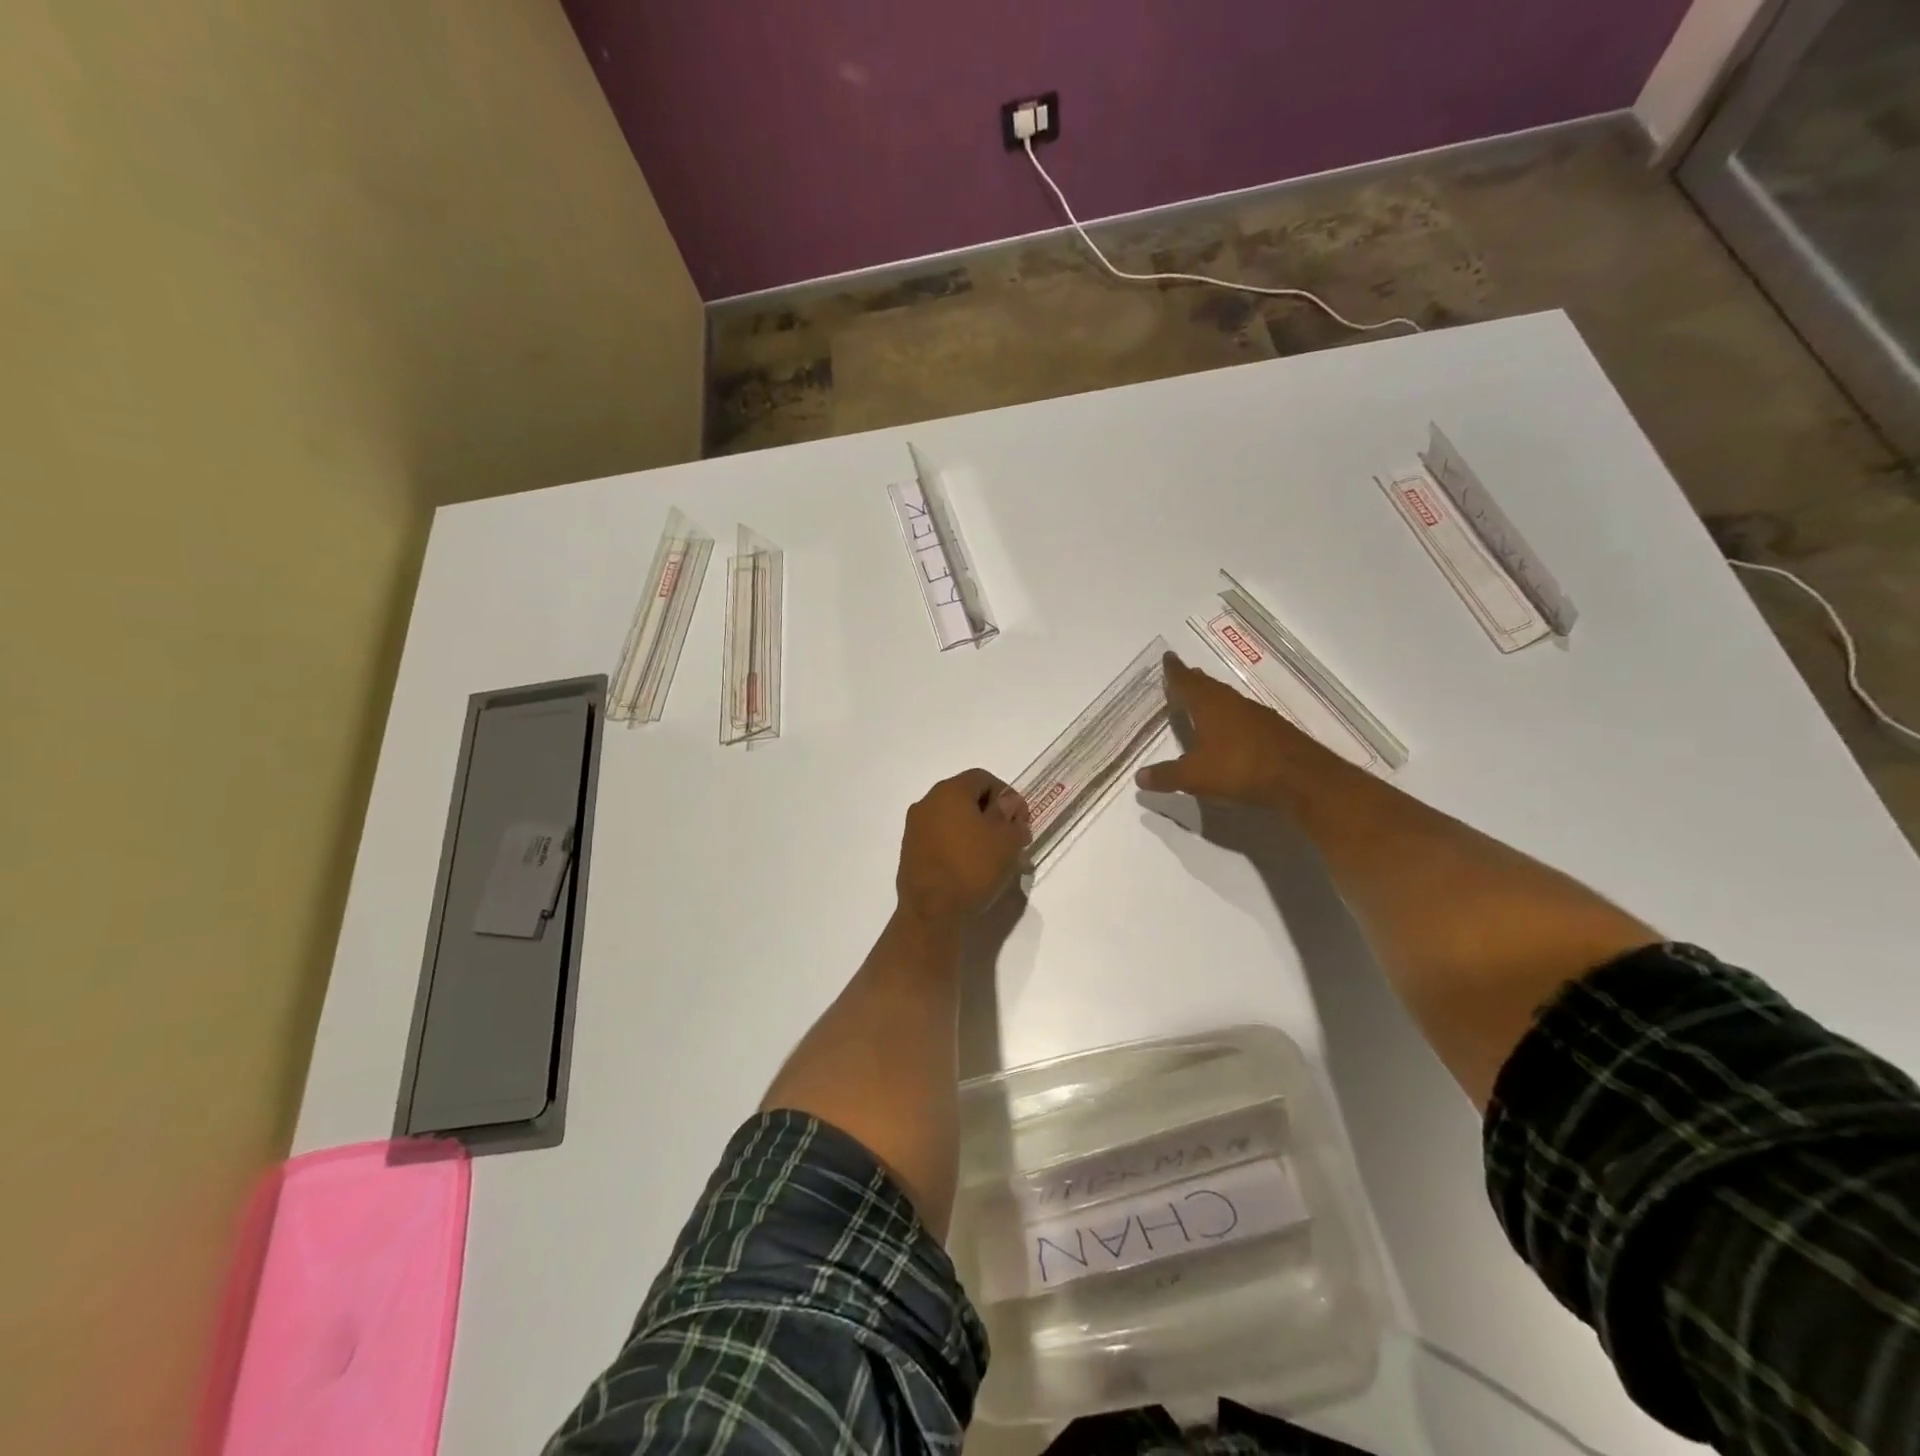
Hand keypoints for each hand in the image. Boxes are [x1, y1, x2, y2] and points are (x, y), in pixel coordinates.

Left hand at [896, 769, 1031, 929]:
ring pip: (954, 819)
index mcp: (950, 791)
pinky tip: (972, 867)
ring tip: (994, 857)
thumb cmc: (972, 868)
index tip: (1020, 822)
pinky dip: (958, 845)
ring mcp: (915, 827)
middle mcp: (927, 802)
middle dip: (992, 815)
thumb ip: (1011, 816)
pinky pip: (941, 837)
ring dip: (976, 831)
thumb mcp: (1006, 840)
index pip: (984, 778)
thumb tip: (1007, 805)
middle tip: (1011, 839)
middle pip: (967, 797)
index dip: (1008, 796)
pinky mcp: (909, 850)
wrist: (931, 912)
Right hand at [1135, 651, 1330, 806]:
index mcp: (1208, 705)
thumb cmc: (1239, 768)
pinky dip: (1231, 715)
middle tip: (1184, 675)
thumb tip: (1139, 777)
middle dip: (1194, 680)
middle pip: (1208, 686)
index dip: (1175, 671)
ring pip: (1228, 699)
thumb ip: (1166, 776)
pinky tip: (1231, 727)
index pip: (1186, 682)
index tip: (1168, 657)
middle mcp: (1232, 703)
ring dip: (1214, 696)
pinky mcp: (1273, 730)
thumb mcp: (1194, 777)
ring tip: (1203, 698)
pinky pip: (1244, 715)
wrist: (1300, 778)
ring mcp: (1256, 714)